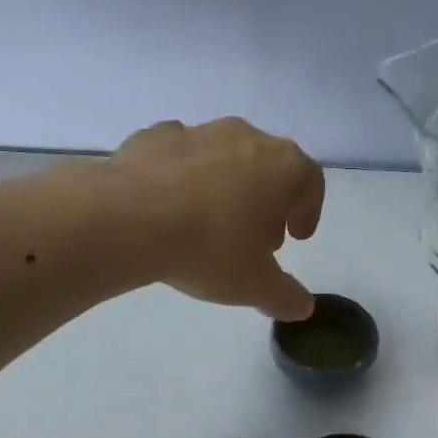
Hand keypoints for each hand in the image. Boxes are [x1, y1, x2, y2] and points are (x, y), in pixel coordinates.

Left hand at [110, 117, 325, 319]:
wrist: (127, 217)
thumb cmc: (209, 248)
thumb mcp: (254, 285)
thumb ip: (285, 296)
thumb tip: (302, 306)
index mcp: (283, 166)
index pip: (310, 182)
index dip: (307, 211)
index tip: (295, 237)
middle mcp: (246, 137)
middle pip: (269, 166)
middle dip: (267, 200)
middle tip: (254, 237)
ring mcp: (198, 131)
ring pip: (224, 157)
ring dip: (225, 186)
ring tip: (208, 223)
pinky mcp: (155, 136)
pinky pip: (180, 156)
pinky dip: (181, 177)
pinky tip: (167, 207)